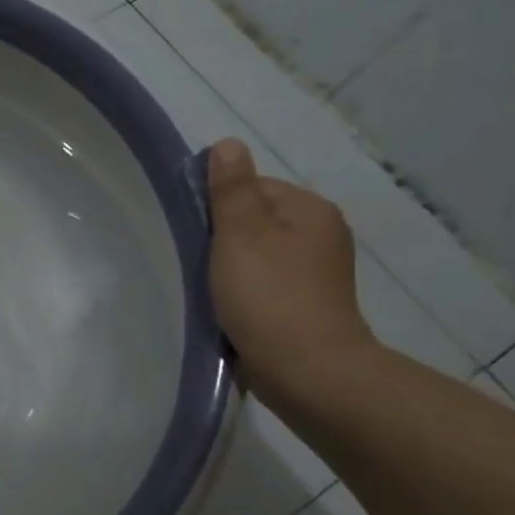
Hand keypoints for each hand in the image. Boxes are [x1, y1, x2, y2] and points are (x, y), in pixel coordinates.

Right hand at [204, 138, 374, 404]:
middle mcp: (320, 234)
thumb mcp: (241, 235)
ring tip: (207, 288)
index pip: (252, 187)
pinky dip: (242, 291)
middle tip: (195, 262)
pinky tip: (226, 307)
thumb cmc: (269, 296)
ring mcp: (315, 273)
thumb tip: (227, 144)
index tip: (193, 233)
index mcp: (310, 210)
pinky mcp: (304, 305)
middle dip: (221, 238)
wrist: (306, 370)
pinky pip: (263, 284)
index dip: (216, 206)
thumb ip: (231, 190)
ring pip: (256, 254)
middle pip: (254, 221)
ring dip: (229, 267)